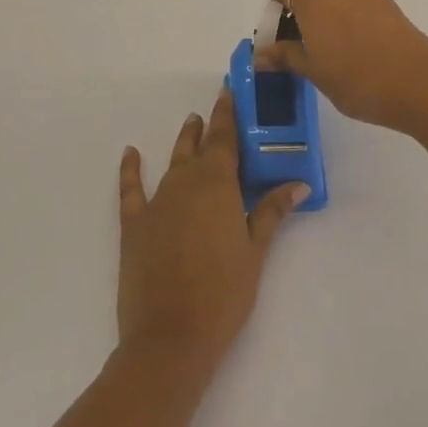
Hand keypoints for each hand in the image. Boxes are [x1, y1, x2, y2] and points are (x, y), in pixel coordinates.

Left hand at [116, 88, 310, 376]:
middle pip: (199, 147)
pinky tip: (131, 153)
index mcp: (217, 185)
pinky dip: (130, 170)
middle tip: (217, 110)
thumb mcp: (255, 252)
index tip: (230, 90)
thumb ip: (271, 213)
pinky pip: (131, 189)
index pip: (225, 138)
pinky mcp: (134, 225)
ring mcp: (156, 202)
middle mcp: (184, 183)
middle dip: (209, 127)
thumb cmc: (223, 294)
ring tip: (191, 124)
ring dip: (183, 143)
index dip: (228, 113)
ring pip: (172, 162)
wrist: (171, 336)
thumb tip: (297, 184)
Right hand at [255, 0, 427, 134]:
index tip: (276, 37)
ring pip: (340, 5)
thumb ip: (286, 57)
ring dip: (331, 24)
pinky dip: (354, 27)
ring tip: (335, 59)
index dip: (277, 10)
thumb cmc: (358, 80)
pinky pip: (362, 13)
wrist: (422, 85)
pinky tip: (362, 57)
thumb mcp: (314, 73)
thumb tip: (262, 54)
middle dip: (303, 20)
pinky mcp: (393, 10)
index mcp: (315, 1)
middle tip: (304, 53)